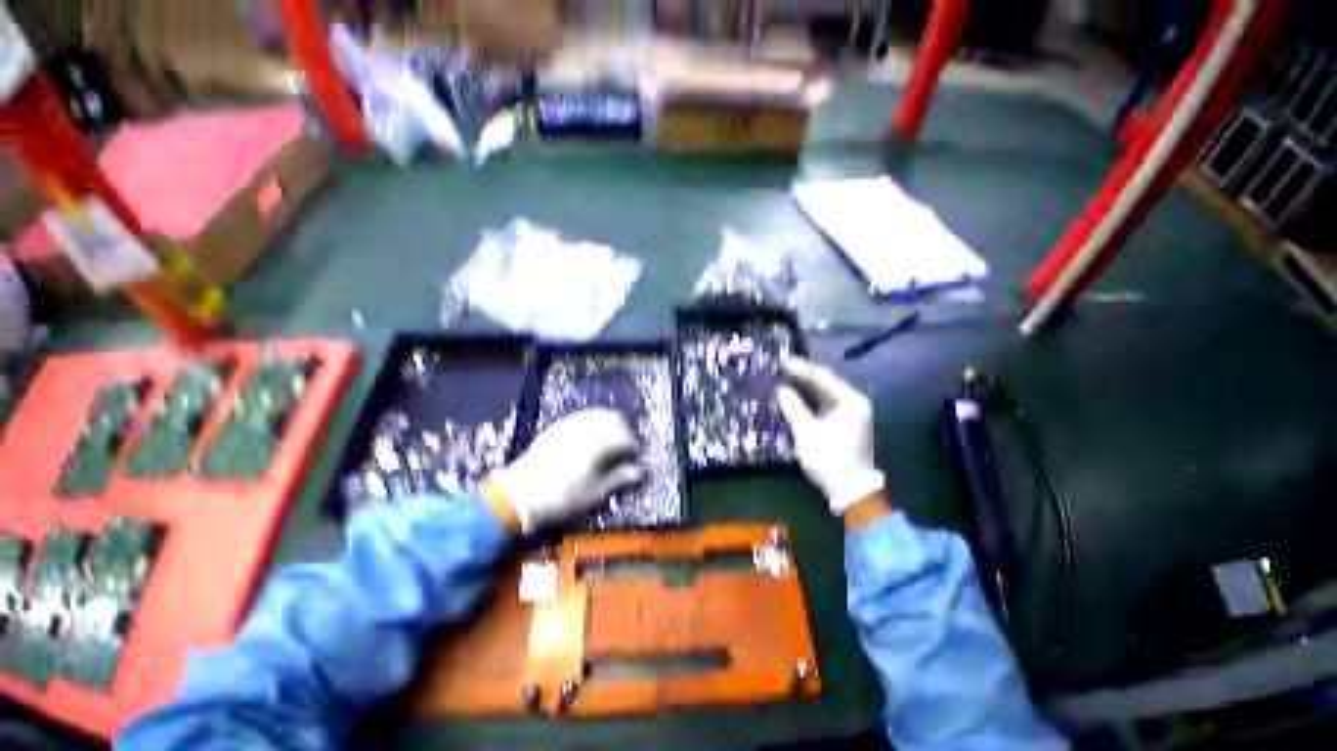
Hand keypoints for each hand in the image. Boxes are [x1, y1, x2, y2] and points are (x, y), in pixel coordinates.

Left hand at [488, 409, 643, 533]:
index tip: (635, 457)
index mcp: (600, 443)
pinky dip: (591, 422)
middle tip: (623, 447)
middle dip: (623, 430)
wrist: (519, 496)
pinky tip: (588, 437)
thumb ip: (619, 478)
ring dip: (607, 423)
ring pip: (597, 413)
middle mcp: (587, 427)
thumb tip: (638, 472)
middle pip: (614, 418)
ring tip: (607, 440)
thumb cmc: (563, 498)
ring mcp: (570, 423)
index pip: (626, 437)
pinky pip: (581, 416)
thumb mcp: (595, 493)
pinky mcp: (557, 426)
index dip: (634, 447)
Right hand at [776, 357, 885, 515]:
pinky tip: (795, 399)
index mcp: (851, 401)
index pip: (823, 377)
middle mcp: (855, 403)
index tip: (783, 361)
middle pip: (825, 384)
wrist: (850, 490)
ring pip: (825, 395)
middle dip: (803, 377)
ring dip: (805, 390)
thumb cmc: (829, 457)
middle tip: (782, 369)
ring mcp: (852, 415)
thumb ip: (793, 407)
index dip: (801, 368)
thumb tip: (781, 389)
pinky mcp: (845, 425)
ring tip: (785, 380)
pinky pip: (825, 406)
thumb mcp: (807, 431)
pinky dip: (810, 402)